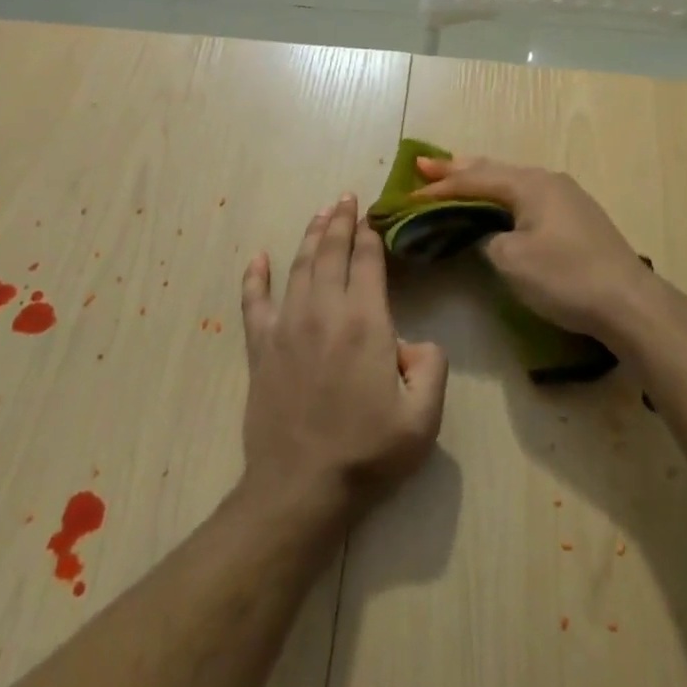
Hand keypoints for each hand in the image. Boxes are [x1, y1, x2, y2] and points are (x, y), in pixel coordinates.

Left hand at [239, 194, 447, 518]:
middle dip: (340, 222)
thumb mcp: (424, 417)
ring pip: (298, 268)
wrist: (301, 489)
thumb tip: (415, 342)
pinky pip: (254, 303)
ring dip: (309, 237)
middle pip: (331, 253)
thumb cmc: (367, 453)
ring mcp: (286, 328)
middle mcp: (324, 313)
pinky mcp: (260, 350)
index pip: (368, 263)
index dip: (371, 235)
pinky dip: (255, 278)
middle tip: (345, 198)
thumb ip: (432, 367)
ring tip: (319, 214)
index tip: (372, 215)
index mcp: (365, 323)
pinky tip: (257, 258)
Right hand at [413, 155, 660, 347]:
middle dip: (458, 169)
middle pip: (494, 170)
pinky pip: (528, 196)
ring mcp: (566, 196)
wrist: (627, 302)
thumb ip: (485, 239)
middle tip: (425, 166)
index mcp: (530, 184)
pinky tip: (497, 202)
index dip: (440, 188)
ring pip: (513, 182)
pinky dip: (503, 196)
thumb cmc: (564, 277)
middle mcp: (548, 180)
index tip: (408, 194)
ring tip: (455, 175)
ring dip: (482, 180)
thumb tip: (483, 233)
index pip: (474, 180)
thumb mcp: (511, 260)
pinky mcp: (576, 217)